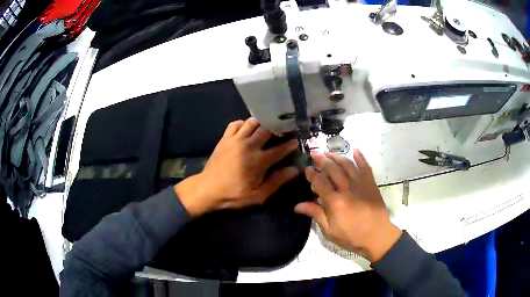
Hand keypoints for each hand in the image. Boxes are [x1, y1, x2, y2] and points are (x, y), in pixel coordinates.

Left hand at [175, 118, 298, 216]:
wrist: (207, 189)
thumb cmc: (234, 195)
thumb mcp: (258, 195)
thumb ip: (277, 181)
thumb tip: (294, 170)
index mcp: (258, 161)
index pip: (280, 148)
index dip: (291, 144)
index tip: (296, 142)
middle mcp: (248, 146)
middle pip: (268, 129)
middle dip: (278, 128)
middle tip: (283, 131)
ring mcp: (235, 140)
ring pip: (253, 122)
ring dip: (262, 124)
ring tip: (267, 129)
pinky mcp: (225, 138)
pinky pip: (236, 123)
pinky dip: (243, 124)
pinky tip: (247, 130)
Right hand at [295, 149, 401, 262]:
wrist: (377, 236)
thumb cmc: (352, 236)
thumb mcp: (330, 231)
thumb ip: (316, 214)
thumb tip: (297, 206)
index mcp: (334, 202)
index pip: (319, 182)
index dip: (312, 174)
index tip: (307, 168)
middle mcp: (346, 189)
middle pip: (332, 169)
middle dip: (322, 160)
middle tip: (315, 153)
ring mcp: (360, 184)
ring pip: (347, 165)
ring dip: (337, 156)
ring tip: (329, 152)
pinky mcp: (371, 183)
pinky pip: (365, 167)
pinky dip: (360, 157)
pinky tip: (355, 150)